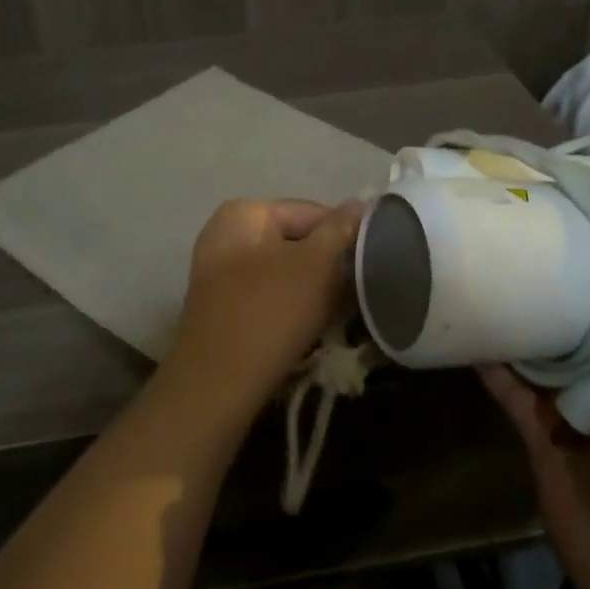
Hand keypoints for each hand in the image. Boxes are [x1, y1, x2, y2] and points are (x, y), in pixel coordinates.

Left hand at [162, 198, 365, 415]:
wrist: (218, 385)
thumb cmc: (271, 313)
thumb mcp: (317, 265)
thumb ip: (340, 229)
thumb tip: (361, 203)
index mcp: (243, 213)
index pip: (312, 212)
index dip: (346, 236)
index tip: (371, 265)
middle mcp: (225, 235)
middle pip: (296, 242)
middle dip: (329, 266)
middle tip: (358, 293)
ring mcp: (219, 273)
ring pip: (285, 272)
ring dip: (314, 290)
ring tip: (338, 314)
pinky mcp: (222, 308)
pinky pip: (269, 296)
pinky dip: (292, 307)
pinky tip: (311, 329)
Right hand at [480, 268, 589, 588]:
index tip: (587, 228)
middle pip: (587, 325)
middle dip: (561, 290)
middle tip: (524, 242)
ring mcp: (575, 405)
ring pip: (546, 352)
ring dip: (524, 324)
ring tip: (490, 278)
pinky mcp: (539, 428)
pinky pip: (513, 388)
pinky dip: (495, 365)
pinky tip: (469, 335)